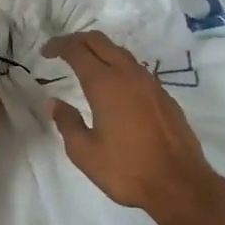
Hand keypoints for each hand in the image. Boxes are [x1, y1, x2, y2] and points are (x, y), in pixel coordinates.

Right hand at [44, 30, 224, 224]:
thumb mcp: (85, 153)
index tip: (45, 51)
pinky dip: (118, 66)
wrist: (179, 184)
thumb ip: (67, 123)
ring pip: (120, 52)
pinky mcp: (164, 95)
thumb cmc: (127, 170)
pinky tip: (114, 86)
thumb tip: (55, 104)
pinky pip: (135, 68)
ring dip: (100, 51)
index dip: (58, 45)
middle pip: (100, 41)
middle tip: (61, 51)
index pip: (77, 50)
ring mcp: (150, 83)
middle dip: (77, 40)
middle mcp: (128, 74)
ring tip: (85, 65)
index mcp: (105, 84)